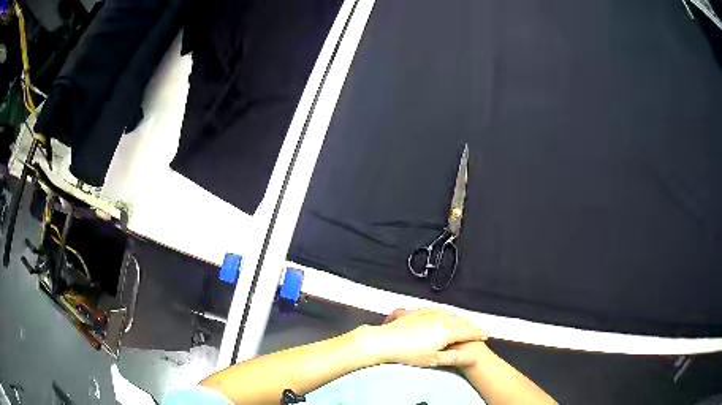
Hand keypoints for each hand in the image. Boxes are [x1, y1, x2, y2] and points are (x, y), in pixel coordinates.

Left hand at [361, 307, 486, 367]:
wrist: (383, 341)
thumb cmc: (408, 354)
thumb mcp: (433, 360)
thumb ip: (453, 357)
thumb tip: (469, 356)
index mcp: (447, 331)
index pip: (468, 331)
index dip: (478, 334)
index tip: (485, 336)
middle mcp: (440, 319)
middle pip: (461, 320)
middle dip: (470, 325)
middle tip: (476, 331)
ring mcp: (429, 314)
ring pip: (450, 313)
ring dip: (459, 318)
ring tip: (463, 323)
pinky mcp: (418, 312)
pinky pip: (437, 309)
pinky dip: (445, 312)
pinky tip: (444, 314)